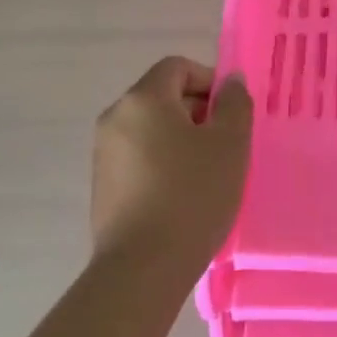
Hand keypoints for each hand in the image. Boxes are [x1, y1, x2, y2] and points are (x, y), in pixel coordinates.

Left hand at [91, 57, 252, 280]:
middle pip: (162, 96)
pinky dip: (162, 164)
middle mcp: (116, 117)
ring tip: (207, 174)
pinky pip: (139, 158)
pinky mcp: (102, 186)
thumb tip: (230, 81)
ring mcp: (103, 153)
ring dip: (181, 140)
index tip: (231, 114)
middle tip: (226, 146)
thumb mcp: (230, 143)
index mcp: (143, 98)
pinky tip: (182, 197)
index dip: (209, 81)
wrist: (142, 269)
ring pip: (151, 129)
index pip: (178, 67)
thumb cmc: (192, 195)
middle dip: (197, 112)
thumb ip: (234, 103)